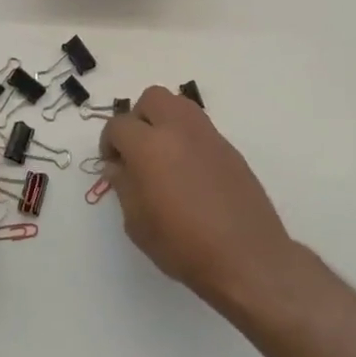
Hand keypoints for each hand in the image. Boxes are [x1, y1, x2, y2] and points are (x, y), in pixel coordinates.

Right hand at [100, 87, 295, 310]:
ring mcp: (208, 136)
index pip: (118, 125)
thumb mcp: (137, 223)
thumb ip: (124, 186)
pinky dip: (187, 137)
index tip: (113, 164)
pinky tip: (189, 171)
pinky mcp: (229, 148)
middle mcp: (178, 130)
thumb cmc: (183, 246)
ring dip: (164, 120)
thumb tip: (118, 167)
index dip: (109, 143)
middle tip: (136, 149)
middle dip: (138, 117)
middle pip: (152, 98)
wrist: (246, 257)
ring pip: (179, 104)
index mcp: (149, 146)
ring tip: (162, 154)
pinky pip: (200, 127)